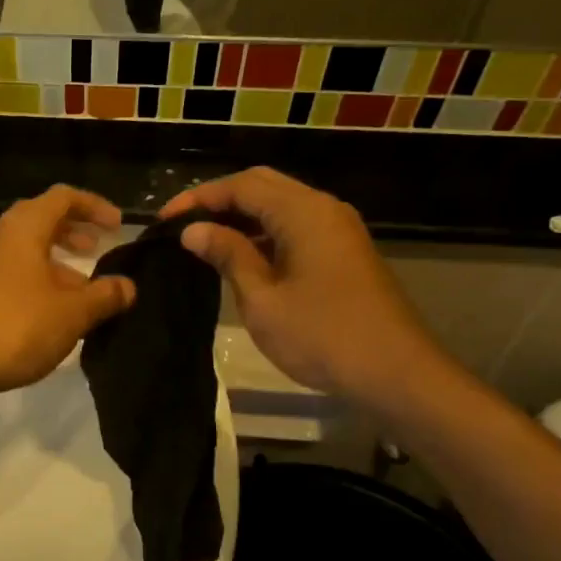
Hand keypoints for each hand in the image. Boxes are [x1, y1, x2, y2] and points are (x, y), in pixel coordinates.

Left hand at [0, 186, 136, 399]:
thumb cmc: (15, 327)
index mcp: (22, 227)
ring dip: (53, 262)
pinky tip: (46, 312)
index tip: (118, 226)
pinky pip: (6, 271)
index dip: (94, 206)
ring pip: (22, 250)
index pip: (63, 197)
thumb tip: (127, 286)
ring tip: (79, 289)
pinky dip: (32, 279)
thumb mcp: (72, 313)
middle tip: (97, 249)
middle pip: (40, 220)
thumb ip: (104, 296)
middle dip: (72, 232)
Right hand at [161, 168, 447, 405]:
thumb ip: (228, 255)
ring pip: (281, 206)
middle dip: (219, 200)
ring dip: (242, 217)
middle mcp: (324, 209)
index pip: (241, 186)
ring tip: (204, 241)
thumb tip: (194, 230)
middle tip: (182, 225)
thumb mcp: (262, 299)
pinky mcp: (344, 252)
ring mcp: (338, 230)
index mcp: (303, 212)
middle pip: (262, 186)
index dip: (198, 198)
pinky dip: (264, 233)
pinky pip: (296, 227)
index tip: (163, 221)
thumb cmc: (322, 336)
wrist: (397, 374)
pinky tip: (242, 258)